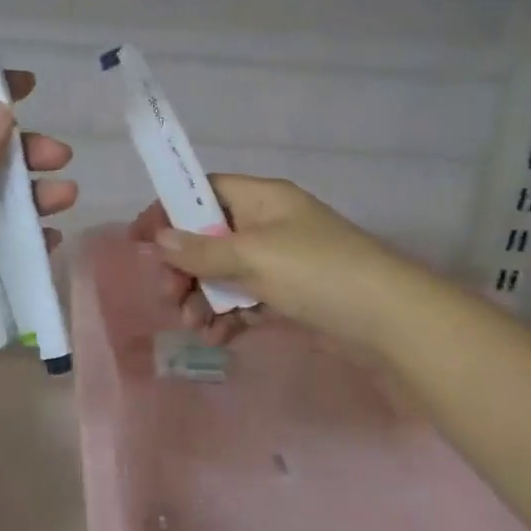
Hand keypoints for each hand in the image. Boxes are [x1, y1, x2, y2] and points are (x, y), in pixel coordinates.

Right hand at [130, 175, 408, 347]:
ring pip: (224, 274)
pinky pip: (244, 301)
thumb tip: (158, 238)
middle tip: (167, 294)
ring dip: (202, 297)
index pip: (206, 191)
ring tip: (193, 325)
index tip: (140, 240)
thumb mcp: (254, 255)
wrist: (390, 323)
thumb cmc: (318, 272)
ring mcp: (280, 264)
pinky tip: (216, 338)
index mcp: (263, 199)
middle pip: (209, 237)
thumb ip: (202, 249)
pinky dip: (227, 317)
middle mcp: (269, 226)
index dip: (170, 210)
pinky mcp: (289, 298)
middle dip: (184, 266)